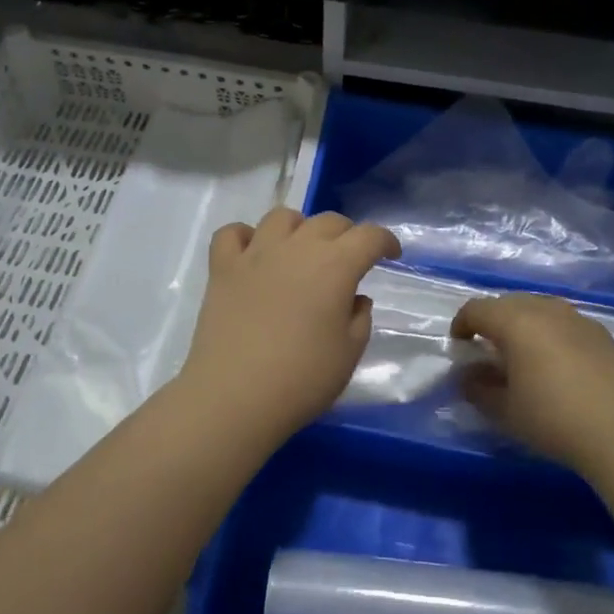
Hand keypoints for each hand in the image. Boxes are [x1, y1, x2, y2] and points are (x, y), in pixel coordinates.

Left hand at [178, 208, 399, 440]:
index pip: (369, 236)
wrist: (235, 397)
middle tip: (349, 259)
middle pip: (328, 221)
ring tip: (301, 252)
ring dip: (299, 228)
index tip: (391, 255)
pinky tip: (253, 254)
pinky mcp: (222, 268)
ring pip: (281, 217)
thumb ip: (359, 318)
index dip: (386, 241)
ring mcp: (255, 254)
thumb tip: (354, 298)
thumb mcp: (349, 353)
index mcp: (335, 265)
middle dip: (346, 234)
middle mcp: (296, 248)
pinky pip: (232, 233)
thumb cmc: (302, 379)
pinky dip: (246, 237)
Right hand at [451, 294, 613, 468]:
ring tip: (524, 355)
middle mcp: (546, 309)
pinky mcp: (604, 335)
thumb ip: (477, 388)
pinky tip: (560, 365)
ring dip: (525, 325)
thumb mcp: (504, 410)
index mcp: (516, 321)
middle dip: (493, 321)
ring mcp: (579, 319)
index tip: (459, 346)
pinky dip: (553, 335)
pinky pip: (567, 324)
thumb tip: (466, 375)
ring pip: (541, 309)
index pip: (477, 308)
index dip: (462, 324)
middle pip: (509, 303)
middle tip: (489, 350)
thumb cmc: (553, 418)